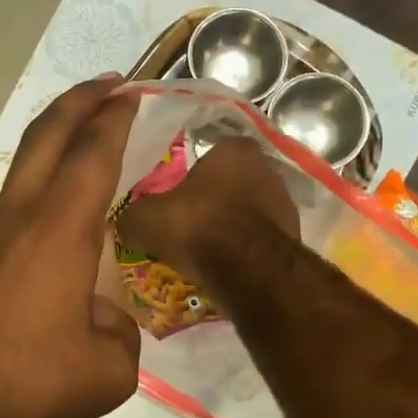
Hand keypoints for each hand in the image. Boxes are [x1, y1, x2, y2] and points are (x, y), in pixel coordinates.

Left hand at [0, 76, 142, 417]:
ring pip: (19, 183)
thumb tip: (99, 311)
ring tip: (84, 186)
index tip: (132, 95)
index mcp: (57, 235)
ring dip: (52, 164)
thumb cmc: (25, 393)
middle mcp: (12, 222)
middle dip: (79, 102)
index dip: (115, 119)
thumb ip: (119, 328)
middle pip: (45, 138)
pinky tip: (41, 269)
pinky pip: (0, 229)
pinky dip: (29, 222)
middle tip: (108, 85)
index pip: (92, 155)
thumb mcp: (108, 373)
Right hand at [113, 138, 297, 286]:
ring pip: (248, 213)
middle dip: (212, 202)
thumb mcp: (144, 219)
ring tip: (204, 252)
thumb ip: (132, 215)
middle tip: (187, 226)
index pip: (210, 153)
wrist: (246, 268)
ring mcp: (285, 204)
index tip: (175, 199)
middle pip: (231, 183)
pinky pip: (259, 241)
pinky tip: (225, 267)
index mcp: (233, 149)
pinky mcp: (293, 237)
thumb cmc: (195, 226)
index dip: (190, 176)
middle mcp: (266, 168)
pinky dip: (244, 251)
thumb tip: (124, 223)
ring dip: (230, 228)